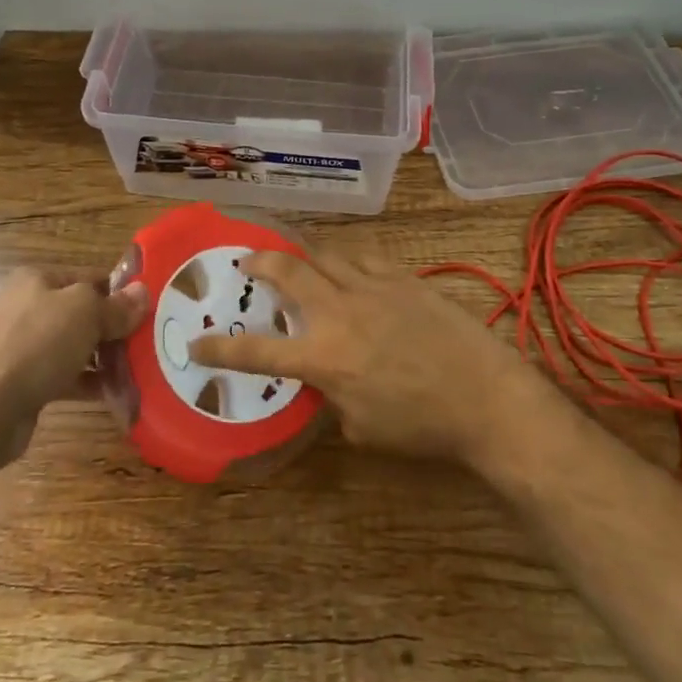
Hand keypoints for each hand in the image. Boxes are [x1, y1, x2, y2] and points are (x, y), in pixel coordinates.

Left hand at [0, 268, 147, 455]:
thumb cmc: (36, 345)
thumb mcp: (84, 313)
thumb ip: (116, 305)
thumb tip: (143, 293)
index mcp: (37, 280)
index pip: (90, 277)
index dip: (120, 292)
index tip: (151, 310)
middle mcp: (27, 307)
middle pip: (83, 313)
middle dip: (114, 328)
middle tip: (149, 342)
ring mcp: (23, 347)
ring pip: (75, 346)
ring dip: (105, 358)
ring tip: (139, 369)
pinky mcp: (24, 382)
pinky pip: (65, 376)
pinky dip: (89, 382)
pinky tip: (115, 393)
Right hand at [189, 250, 546, 465]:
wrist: (486, 395)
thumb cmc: (423, 424)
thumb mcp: (363, 428)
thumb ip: (333, 399)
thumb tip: (325, 383)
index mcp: (325, 357)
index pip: (258, 351)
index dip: (220, 347)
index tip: (195, 343)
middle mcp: (340, 313)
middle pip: (288, 271)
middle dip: (259, 261)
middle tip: (246, 261)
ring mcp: (373, 287)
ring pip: (325, 253)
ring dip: (304, 254)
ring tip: (297, 258)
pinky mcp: (403, 277)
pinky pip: (364, 256)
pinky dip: (346, 258)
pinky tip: (348, 265)